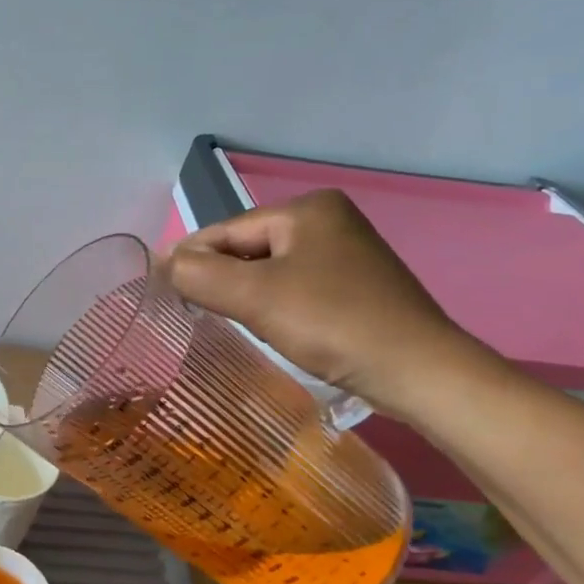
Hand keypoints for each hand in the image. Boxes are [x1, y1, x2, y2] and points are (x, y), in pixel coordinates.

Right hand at [167, 190, 467, 416]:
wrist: (422, 374)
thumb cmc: (333, 324)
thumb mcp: (256, 297)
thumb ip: (200, 275)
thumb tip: (164, 263)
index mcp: (307, 209)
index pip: (227, 230)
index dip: (191, 258)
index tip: (161, 288)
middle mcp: (329, 220)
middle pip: (249, 248)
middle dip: (222, 278)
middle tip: (194, 311)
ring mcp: (348, 253)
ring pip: (271, 270)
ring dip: (247, 294)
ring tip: (231, 321)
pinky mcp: (359, 286)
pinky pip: (297, 286)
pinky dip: (275, 304)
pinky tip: (272, 327)